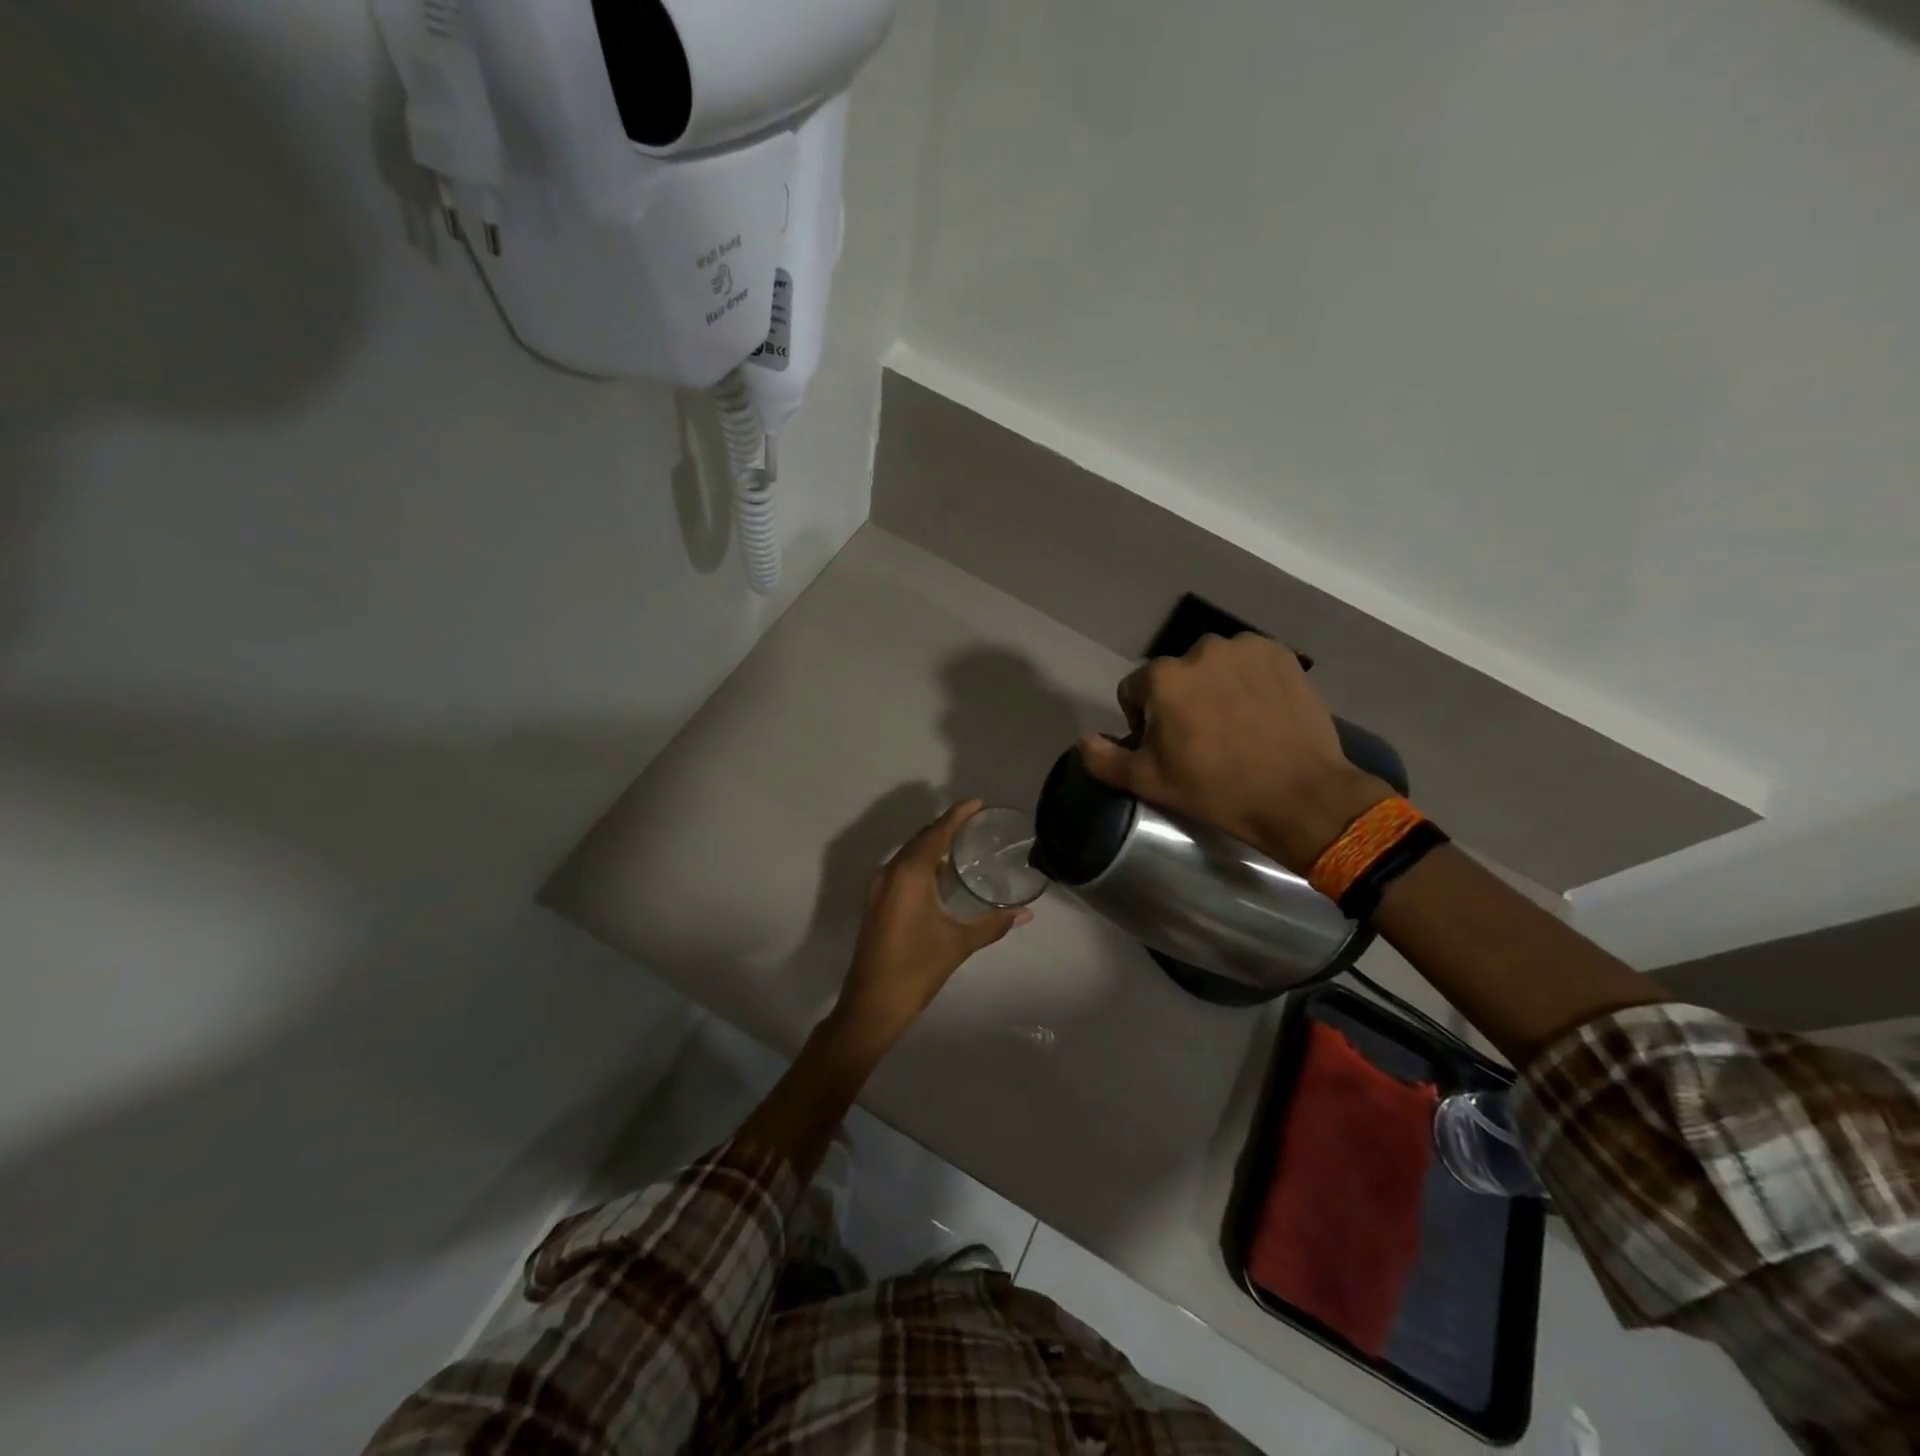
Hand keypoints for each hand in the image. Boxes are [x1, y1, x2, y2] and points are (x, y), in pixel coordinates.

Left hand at [832, 800, 1031, 1046]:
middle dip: (946, 828)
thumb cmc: (917, 968)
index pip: (936, 833)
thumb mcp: (959, 943)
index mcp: (909, 874)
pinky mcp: (876, 902)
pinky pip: (902, 870)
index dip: (957, 815)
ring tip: (964, 846)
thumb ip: (993, 923)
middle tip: (976, 823)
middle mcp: (890, 872)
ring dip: (933, 846)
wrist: (872, 1004)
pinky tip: (942, 876)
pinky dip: (922, 864)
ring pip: (909, 855)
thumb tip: (1025, 913)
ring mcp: (879, 888)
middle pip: (921, 839)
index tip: (977, 803)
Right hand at [1076, 634, 1389, 873]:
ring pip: (1213, 666)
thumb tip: (1083, 740)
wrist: (1300, 795)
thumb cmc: (1216, 790)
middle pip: (1175, 676)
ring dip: (1215, 686)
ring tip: (1235, 725)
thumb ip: (1104, 759)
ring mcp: (1245, 649)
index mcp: (1163, 677)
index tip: (1167, 749)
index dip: (1144, 722)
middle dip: (1181, 700)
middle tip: (1203, 739)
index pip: (1135, 691)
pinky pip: (1250, 662)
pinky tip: (1261, 711)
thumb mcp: (1149, 782)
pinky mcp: (1281, 654)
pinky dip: (1249, 680)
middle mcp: (1200, 650)